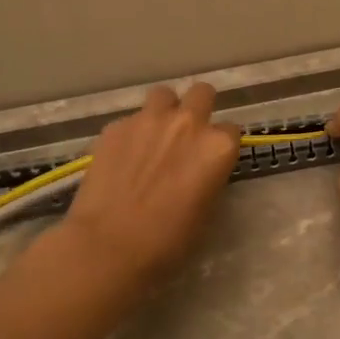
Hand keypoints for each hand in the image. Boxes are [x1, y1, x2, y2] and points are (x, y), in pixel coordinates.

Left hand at [62, 82, 240, 291]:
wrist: (109, 245)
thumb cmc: (168, 242)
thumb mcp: (206, 212)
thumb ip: (208, 178)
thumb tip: (199, 171)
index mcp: (217, 147)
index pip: (231, 130)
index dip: (221, 145)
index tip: (211, 160)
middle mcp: (187, 123)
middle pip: (202, 93)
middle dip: (199, 108)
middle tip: (187, 134)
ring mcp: (148, 120)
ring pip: (163, 95)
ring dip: (164, 110)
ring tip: (154, 136)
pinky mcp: (115, 127)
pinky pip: (130, 120)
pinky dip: (131, 133)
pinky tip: (122, 158)